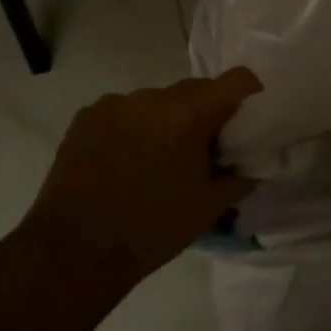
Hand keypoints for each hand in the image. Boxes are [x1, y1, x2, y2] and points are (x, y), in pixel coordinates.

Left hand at [23, 68, 262, 282]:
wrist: (76, 251)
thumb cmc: (153, 229)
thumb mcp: (211, 206)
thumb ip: (242, 175)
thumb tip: (254, 159)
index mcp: (188, 114)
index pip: (237, 79)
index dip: (250, 95)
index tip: (247, 121)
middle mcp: (152, 97)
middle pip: (195, 90)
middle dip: (205, 114)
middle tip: (202, 151)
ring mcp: (115, 104)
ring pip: (157, 102)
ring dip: (166, 121)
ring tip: (156, 161)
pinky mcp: (86, 116)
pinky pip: (124, 112)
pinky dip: (133, 128)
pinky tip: (123, 162)